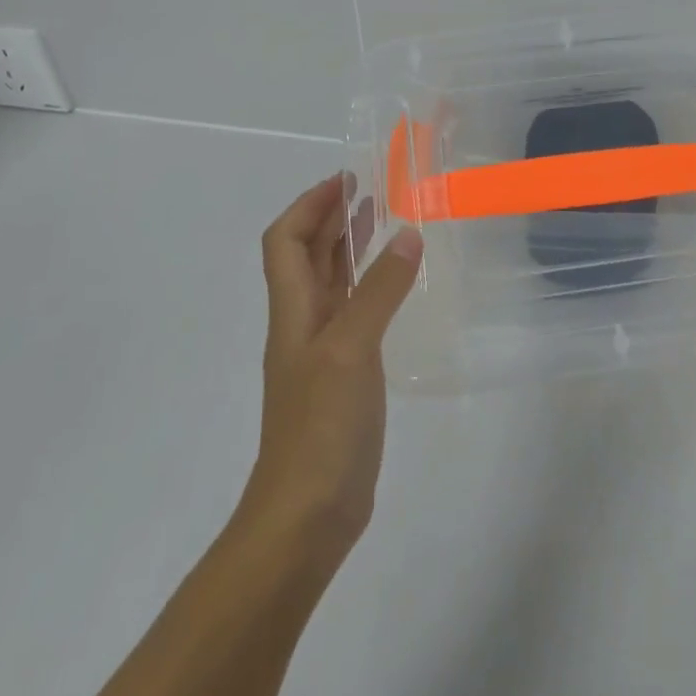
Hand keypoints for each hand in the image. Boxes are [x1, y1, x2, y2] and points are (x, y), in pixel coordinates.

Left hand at [244, 174, 421, 559]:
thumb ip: (379, 290)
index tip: (345, 179)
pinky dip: (370, 287)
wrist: (306, 516)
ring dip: (351, 248)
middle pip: (308, 256)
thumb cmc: (320, 427)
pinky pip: (355, 313)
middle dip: (332, 218)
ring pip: (332, 283)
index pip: (287, 241)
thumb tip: (407, 232)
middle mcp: (303, 323)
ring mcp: (324, 352)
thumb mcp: (351, 349)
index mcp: (293, 311)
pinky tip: (395, 285)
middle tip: (371, 189)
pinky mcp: (345, 376)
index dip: (310, 205)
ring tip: (384, 220)